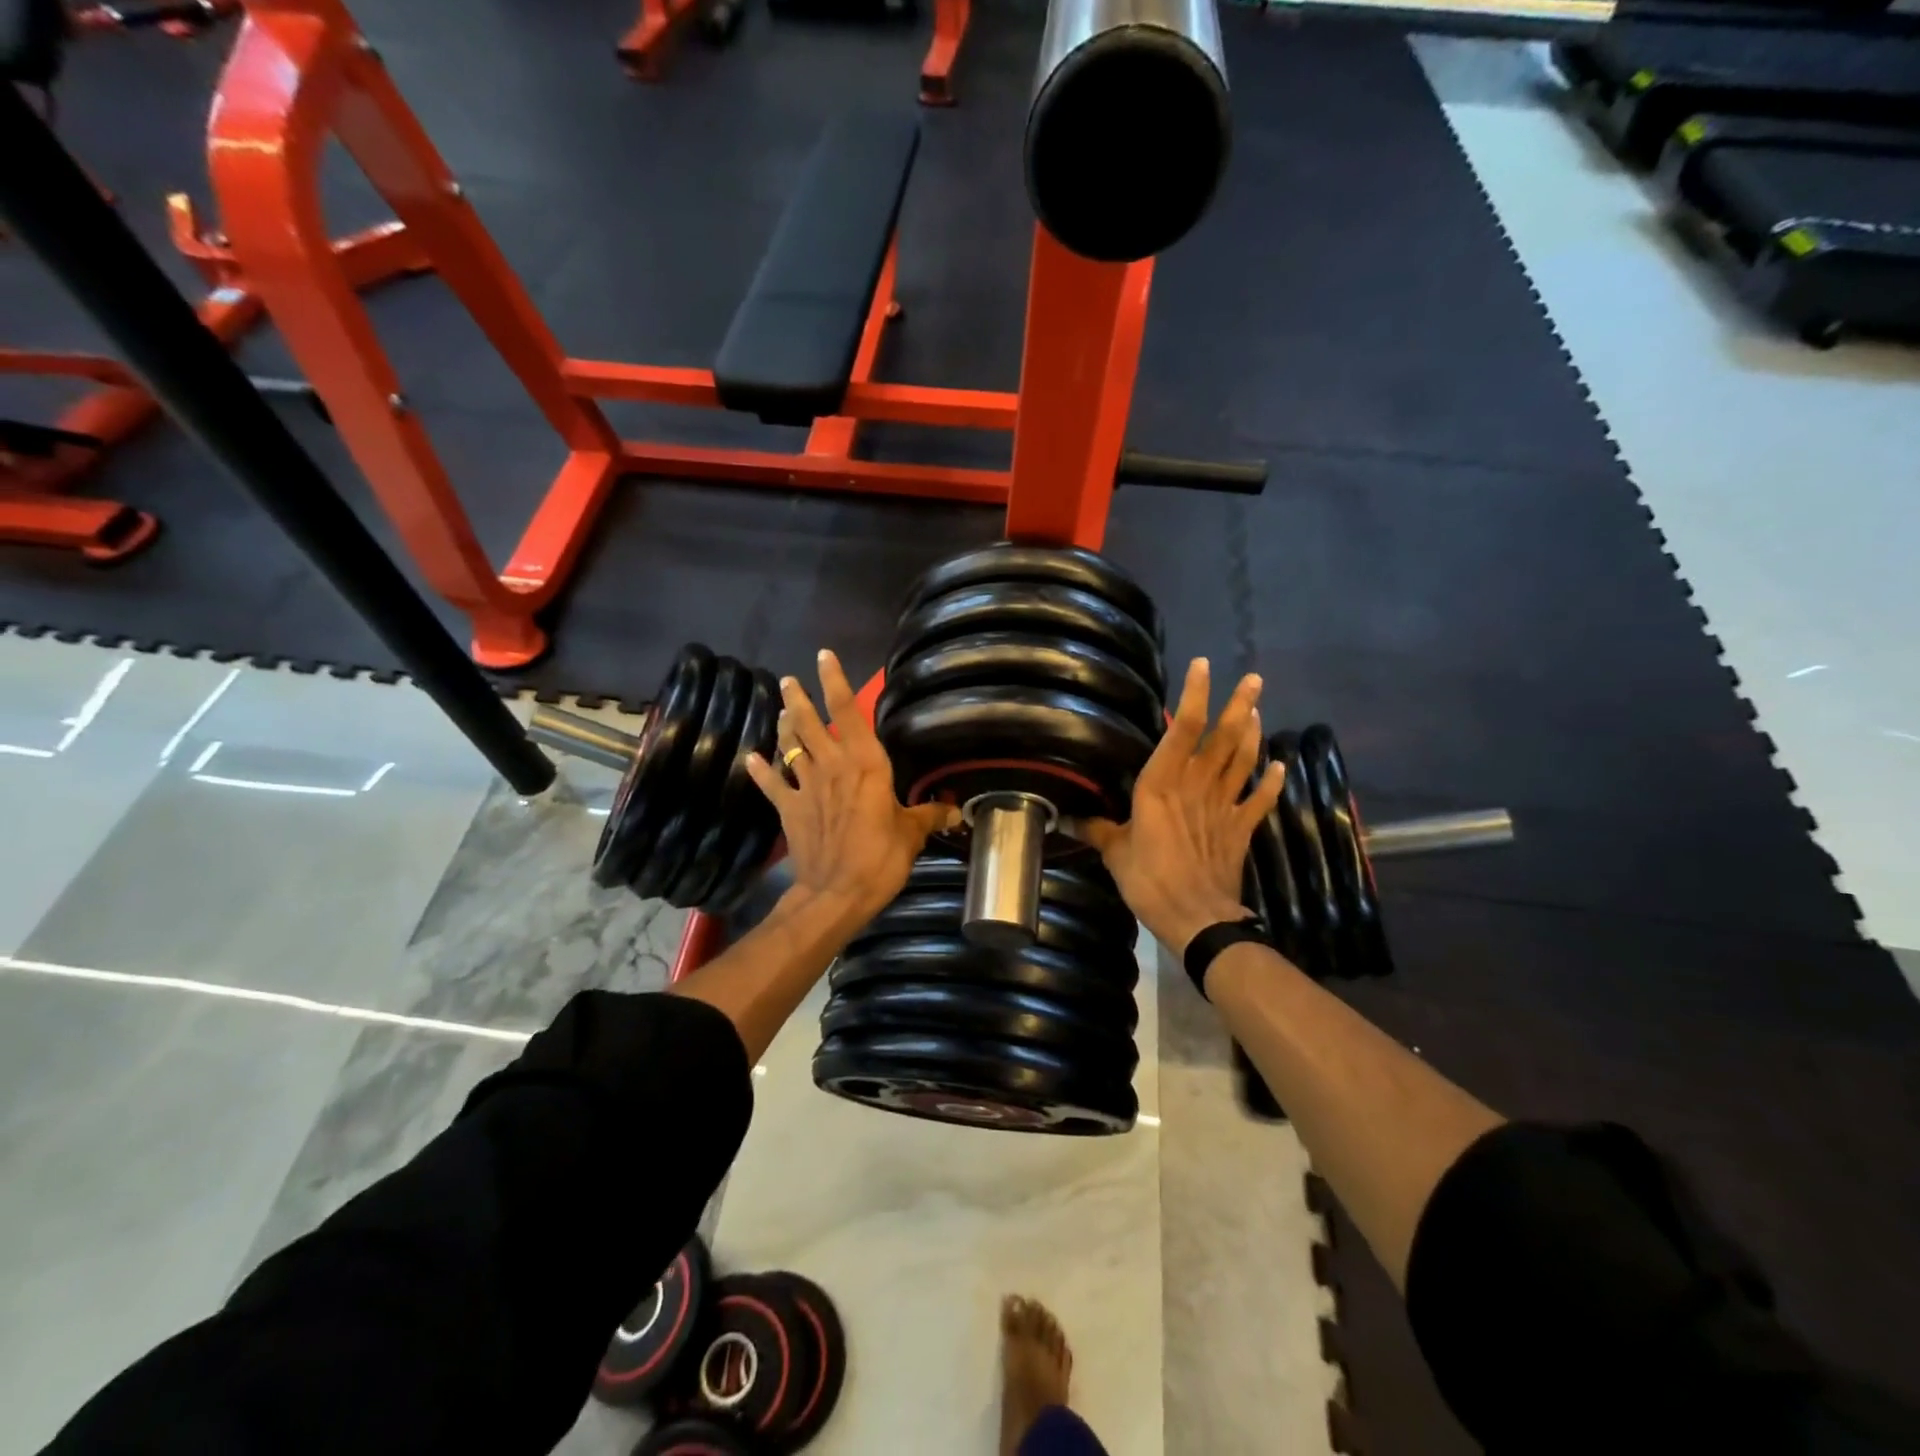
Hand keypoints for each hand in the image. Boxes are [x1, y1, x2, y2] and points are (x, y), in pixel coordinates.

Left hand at [744, 649, 959, 924]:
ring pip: (790, 746)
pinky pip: (772, 783)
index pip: (848, 712)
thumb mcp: (911, 834)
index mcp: (865, 763)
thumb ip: (929, 815)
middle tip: (789, 681)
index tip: (824, 657)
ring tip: (781, 709)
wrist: (837, 893)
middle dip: (799, 699)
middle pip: (810, 724)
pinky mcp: (789, 809)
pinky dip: (760, 770)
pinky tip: (750, 758)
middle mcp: (833, 766)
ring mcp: (807, 786)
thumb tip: (955, 810)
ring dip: (784, 726)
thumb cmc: (881, 857)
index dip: (835, 682)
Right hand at [1083, 659, 1283, 955]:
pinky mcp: (1240, 829)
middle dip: (1239, 705)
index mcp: (1161, 785)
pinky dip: (1271, 782)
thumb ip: (1097, 829)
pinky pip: (1259, 800)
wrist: (1196, 917)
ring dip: (1253, 733)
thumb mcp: (1114, 852)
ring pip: (1242, 760)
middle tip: (1254, 678)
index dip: (1194, 696)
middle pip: (1223, 738)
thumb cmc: (1149, 880)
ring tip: (1256, 709)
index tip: (1203, 666)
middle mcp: (1196, 786)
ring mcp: (1223, 806)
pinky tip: (1279, 766)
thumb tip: (1066, 817)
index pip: (1182, 729)